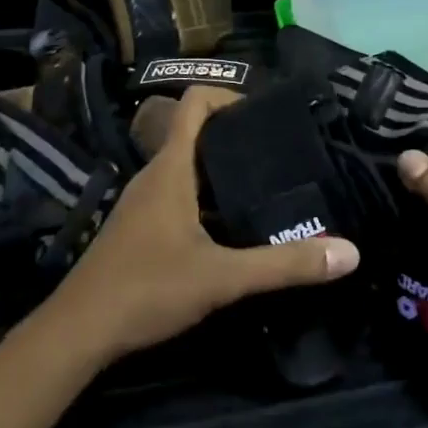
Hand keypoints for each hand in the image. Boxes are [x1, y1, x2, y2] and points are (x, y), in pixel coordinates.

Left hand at [46, 87, 360, 363]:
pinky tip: (233, 228)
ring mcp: (143, 202)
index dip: (230, 95)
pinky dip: (208, 198)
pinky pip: (179, 194)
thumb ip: (285, 265)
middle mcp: (154, 175)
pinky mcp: (139, 228)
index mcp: (170, 169)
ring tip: (269, 188)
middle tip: (284, 155)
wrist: (77, 332)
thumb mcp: (222, 278)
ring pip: (188, 168)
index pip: (194, 103)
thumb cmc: (147, 290)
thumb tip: (350, 252)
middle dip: (239, 137)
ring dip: (224, 171)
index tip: (268, 114)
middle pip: (196, 134)